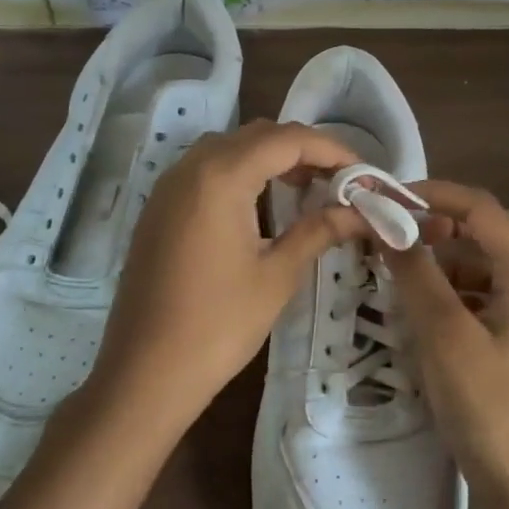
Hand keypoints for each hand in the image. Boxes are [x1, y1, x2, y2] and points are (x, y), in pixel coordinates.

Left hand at [90, 120, 368, 435]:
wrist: (145, 373)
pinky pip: (206, 170)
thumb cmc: (218, 326)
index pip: (287, 139)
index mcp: (220, 177)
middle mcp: (190, 168)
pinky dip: (241, 173)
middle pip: (257, 136)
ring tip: (307, 188)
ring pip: (229, 148)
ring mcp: (168, 187)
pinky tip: (262, 204)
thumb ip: (318, 231)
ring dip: (271, 159)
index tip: (364, 173)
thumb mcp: (277, 276)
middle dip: (303, 150)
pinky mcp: (158, 209)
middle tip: (340, 180)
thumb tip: (360, 213)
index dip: (332, 150)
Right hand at [385, 181, 508, 504]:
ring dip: (447, 256)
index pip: (482, 208)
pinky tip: (426, 309)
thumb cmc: (488, 407)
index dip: (434, 194)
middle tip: (402, 230)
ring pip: (487, 262)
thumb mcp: (444, 336)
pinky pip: (484, 294)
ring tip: (405, 271)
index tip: (388, 199)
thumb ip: (416, 274)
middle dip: (444, 221)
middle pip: (491, 229)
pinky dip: (454, 288)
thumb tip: (388, 224)